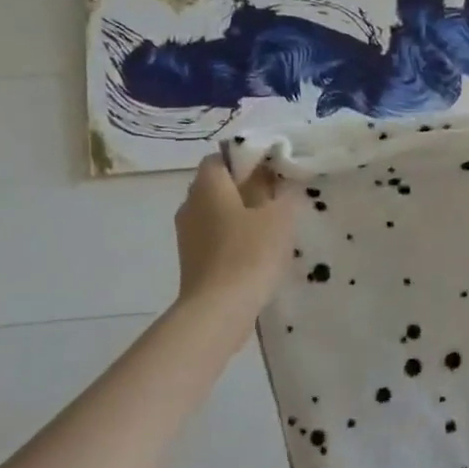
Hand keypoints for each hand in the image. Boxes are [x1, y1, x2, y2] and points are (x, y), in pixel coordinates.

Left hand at [172, 154, 297, 315]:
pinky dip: (233, 237)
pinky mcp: (192, 260)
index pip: (220, 158)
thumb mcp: (280, 216)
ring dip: (240, 214)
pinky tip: (258, 250)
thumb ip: (281, 192)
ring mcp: (187, 234)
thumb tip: (276, 181)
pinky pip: (214, 236)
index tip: (273, 169)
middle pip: (217, 185)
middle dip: (246, 187)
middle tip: (277, 196)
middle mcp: (190, 204)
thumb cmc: (251, 252)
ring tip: (272, 225)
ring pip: (216, 212)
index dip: (246, 159)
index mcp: (207, 186)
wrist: (219, 309)